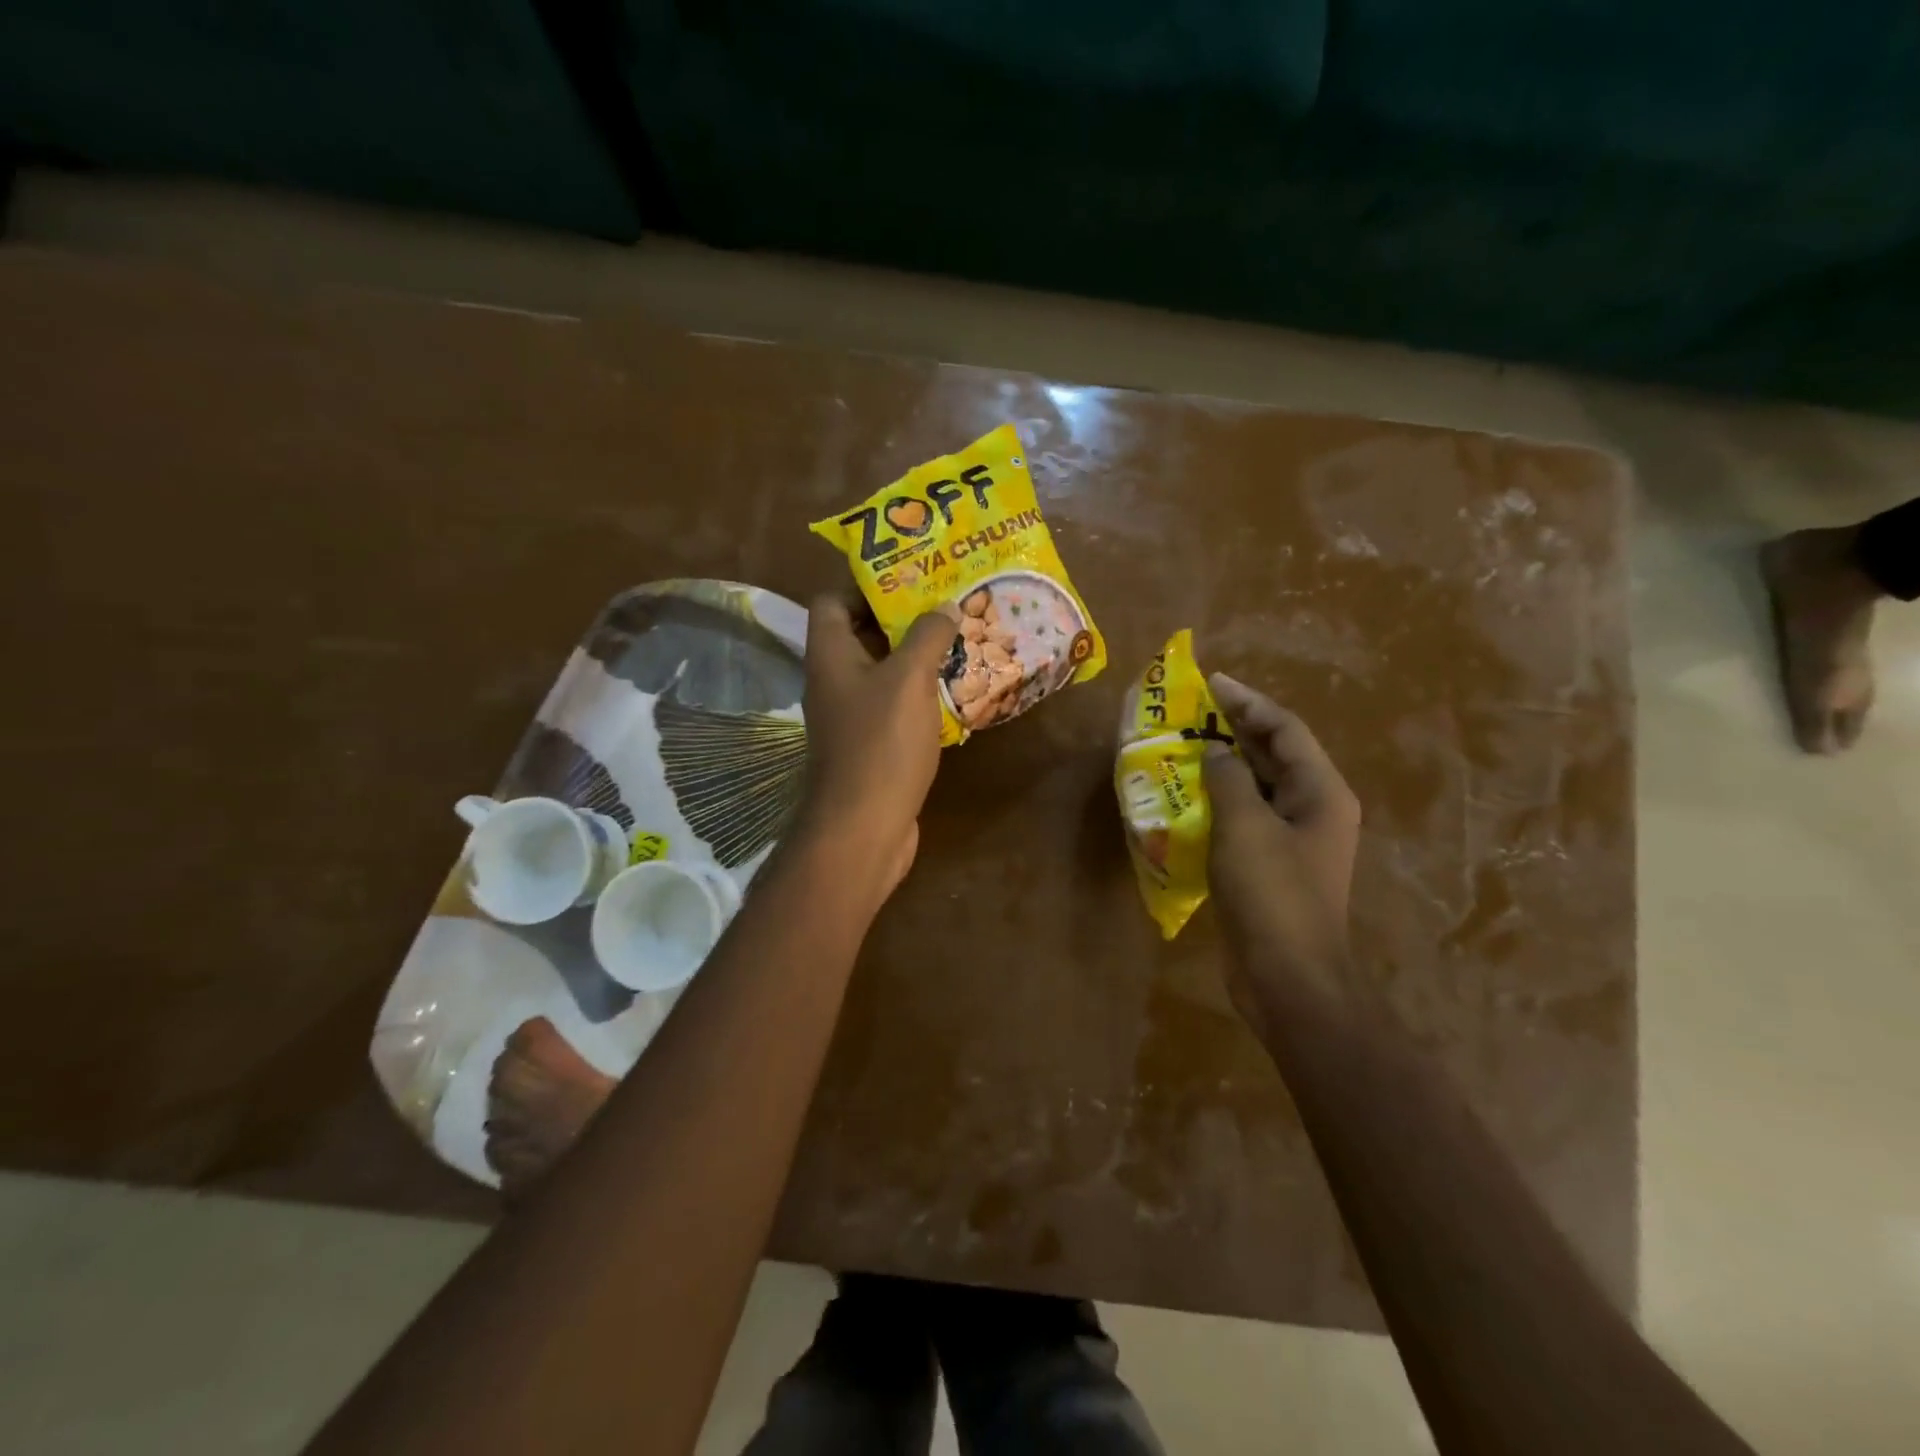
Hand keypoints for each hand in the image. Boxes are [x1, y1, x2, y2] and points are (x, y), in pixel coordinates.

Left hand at [795, 596, 959, 899]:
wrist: (864, 827)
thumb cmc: (881, 743)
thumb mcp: (909, 679)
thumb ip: (927, 635)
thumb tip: (945, 605)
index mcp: (830, 655)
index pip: (832, 601)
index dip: (865, 584)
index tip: (910, 577)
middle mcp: (834, 680)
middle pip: (862, 634)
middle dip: (903, 617)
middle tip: (947, 603)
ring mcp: (852, 716)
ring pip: (883, 671)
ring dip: (917, 656)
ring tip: (960, 637)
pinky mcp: (872, 744)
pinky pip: (895, 705)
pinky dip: (921, 693)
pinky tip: (957, 687)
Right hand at [1203, 674, 1361, 1018]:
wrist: (1288, 978)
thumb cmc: (1272, 895)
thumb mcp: (1245, 826)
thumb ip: (1228, 778)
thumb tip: (1213, 751)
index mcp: (1321, 792)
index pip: (1285, 729)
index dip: (1248, 701)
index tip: (1211, 682)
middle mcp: (1314, 809)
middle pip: (1274, 754)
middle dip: (1234, 729)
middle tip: (1190, 711)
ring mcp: (1294, 840)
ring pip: (1257, 787)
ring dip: (1223, 765)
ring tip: (1182, 746)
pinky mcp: (1271, 866)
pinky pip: (1244, 818)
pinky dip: (1218, 801)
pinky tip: (1185, 798)